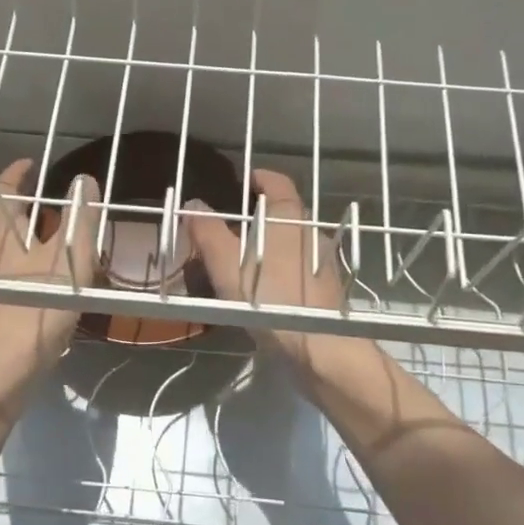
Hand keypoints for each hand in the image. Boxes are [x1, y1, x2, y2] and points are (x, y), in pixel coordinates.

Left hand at [0, 158, 99, 413]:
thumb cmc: (32, 314)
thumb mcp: (68, 264)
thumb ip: (79, 221)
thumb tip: (84, 180)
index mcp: (1, 236)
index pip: (4, 191)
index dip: (17, 173)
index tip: (31, 163)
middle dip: (19, 207)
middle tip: (45, 203)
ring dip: (18, 239)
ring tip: (44, 243)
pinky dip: (15, 270)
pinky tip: (32, 288)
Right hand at [182, 168, 366, 385]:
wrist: (320, 347)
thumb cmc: (269, 298)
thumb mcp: (226, 265)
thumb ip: (208, 232)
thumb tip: (193, 203)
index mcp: (288, 215)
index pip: (276, 181)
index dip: (258, 178)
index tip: (242, 182)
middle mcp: (312, 230)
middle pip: (284, 213)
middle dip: (260, 216)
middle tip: (231, 229)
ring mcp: (326, 260)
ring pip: (294, 242)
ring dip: (273, 245)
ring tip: (246, 262)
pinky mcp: (330, 288)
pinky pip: (302, 267)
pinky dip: (285, 269)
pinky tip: (269, 290)